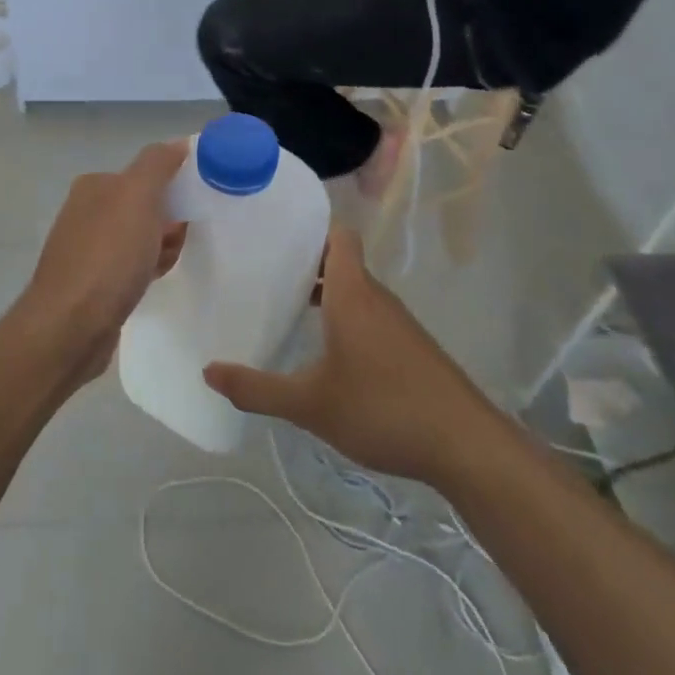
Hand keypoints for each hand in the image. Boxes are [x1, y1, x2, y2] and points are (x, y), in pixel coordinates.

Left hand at [18, 141, 187, 386]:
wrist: (70, 327)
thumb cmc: (108, 257)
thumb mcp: (137, 197)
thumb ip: (157, 164)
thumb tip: (177, 143)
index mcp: (95, 186)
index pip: (145, 174)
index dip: (173, 189)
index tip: (192, 208)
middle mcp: (87, 212)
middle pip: (144, 207)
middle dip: (169, 222)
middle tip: (179, 241)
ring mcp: (87, 250)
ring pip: (139, 239)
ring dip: (160, 248)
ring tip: (165, 265)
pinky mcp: (92, 284)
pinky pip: (130, 267)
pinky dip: (146, 270)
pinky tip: (153, 281)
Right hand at [202, 226, 480, 482]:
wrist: (466, 445)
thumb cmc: (383, 409)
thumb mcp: (310, 404)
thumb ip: (257, 389)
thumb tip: (208, 371)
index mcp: (353, 294)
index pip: (339, 236)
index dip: (311, 228)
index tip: (275, 236)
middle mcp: (377, 298)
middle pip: (342, 263)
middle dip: (306, 265)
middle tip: (264, 275)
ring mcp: (398, 324)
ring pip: (356, 293)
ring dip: (326, 295)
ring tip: (287, 312)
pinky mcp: (411, 349)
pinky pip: (371, 317)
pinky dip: (345, 321)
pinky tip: (326, 354)